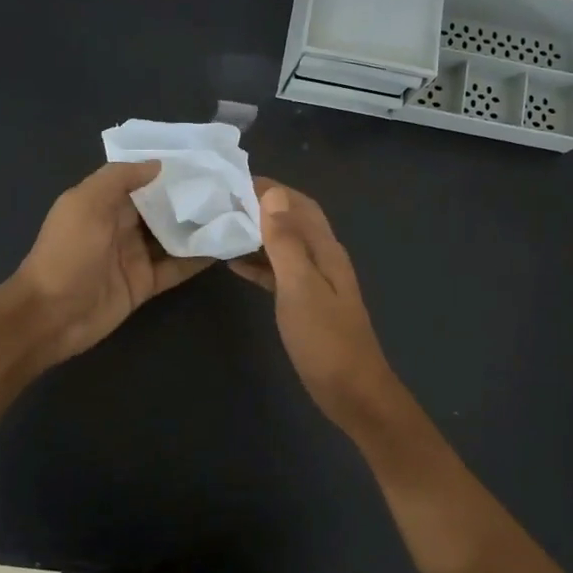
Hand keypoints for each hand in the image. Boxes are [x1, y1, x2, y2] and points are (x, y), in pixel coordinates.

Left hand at [8, 161, 212, 367]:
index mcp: (104, 202)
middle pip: (162, 208)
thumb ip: (120, 178)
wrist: (51, 314)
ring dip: (200, 226)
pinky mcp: (146, 284)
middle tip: (231, 185)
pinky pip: (177, 267)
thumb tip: (159, 164)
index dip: (169, 170)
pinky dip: (198, 258)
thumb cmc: (67, 253)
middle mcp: (121, 226)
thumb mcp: (86, 203)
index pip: (142, 180)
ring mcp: (135, 256)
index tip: (204, 159)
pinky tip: (225, 246)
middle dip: (191, 197)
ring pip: (174, 237)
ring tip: (236, 211)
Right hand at [229, 179, 403, 432]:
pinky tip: (233, 264)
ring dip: (257, 233)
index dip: (269, 188)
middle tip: (219, 201)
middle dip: (261, 207)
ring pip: (284, 246)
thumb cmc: (325, 340)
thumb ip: (286, 242)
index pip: (298, 204)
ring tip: (220, 225)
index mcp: (326, 250)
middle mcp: (323, 259)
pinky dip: (258, 263)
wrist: (352, 392)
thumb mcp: (301, 287)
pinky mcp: (306, 305)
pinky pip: (279, 272)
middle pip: (292, 221)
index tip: (230, 180)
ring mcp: (316, 283)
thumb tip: (272, 194)